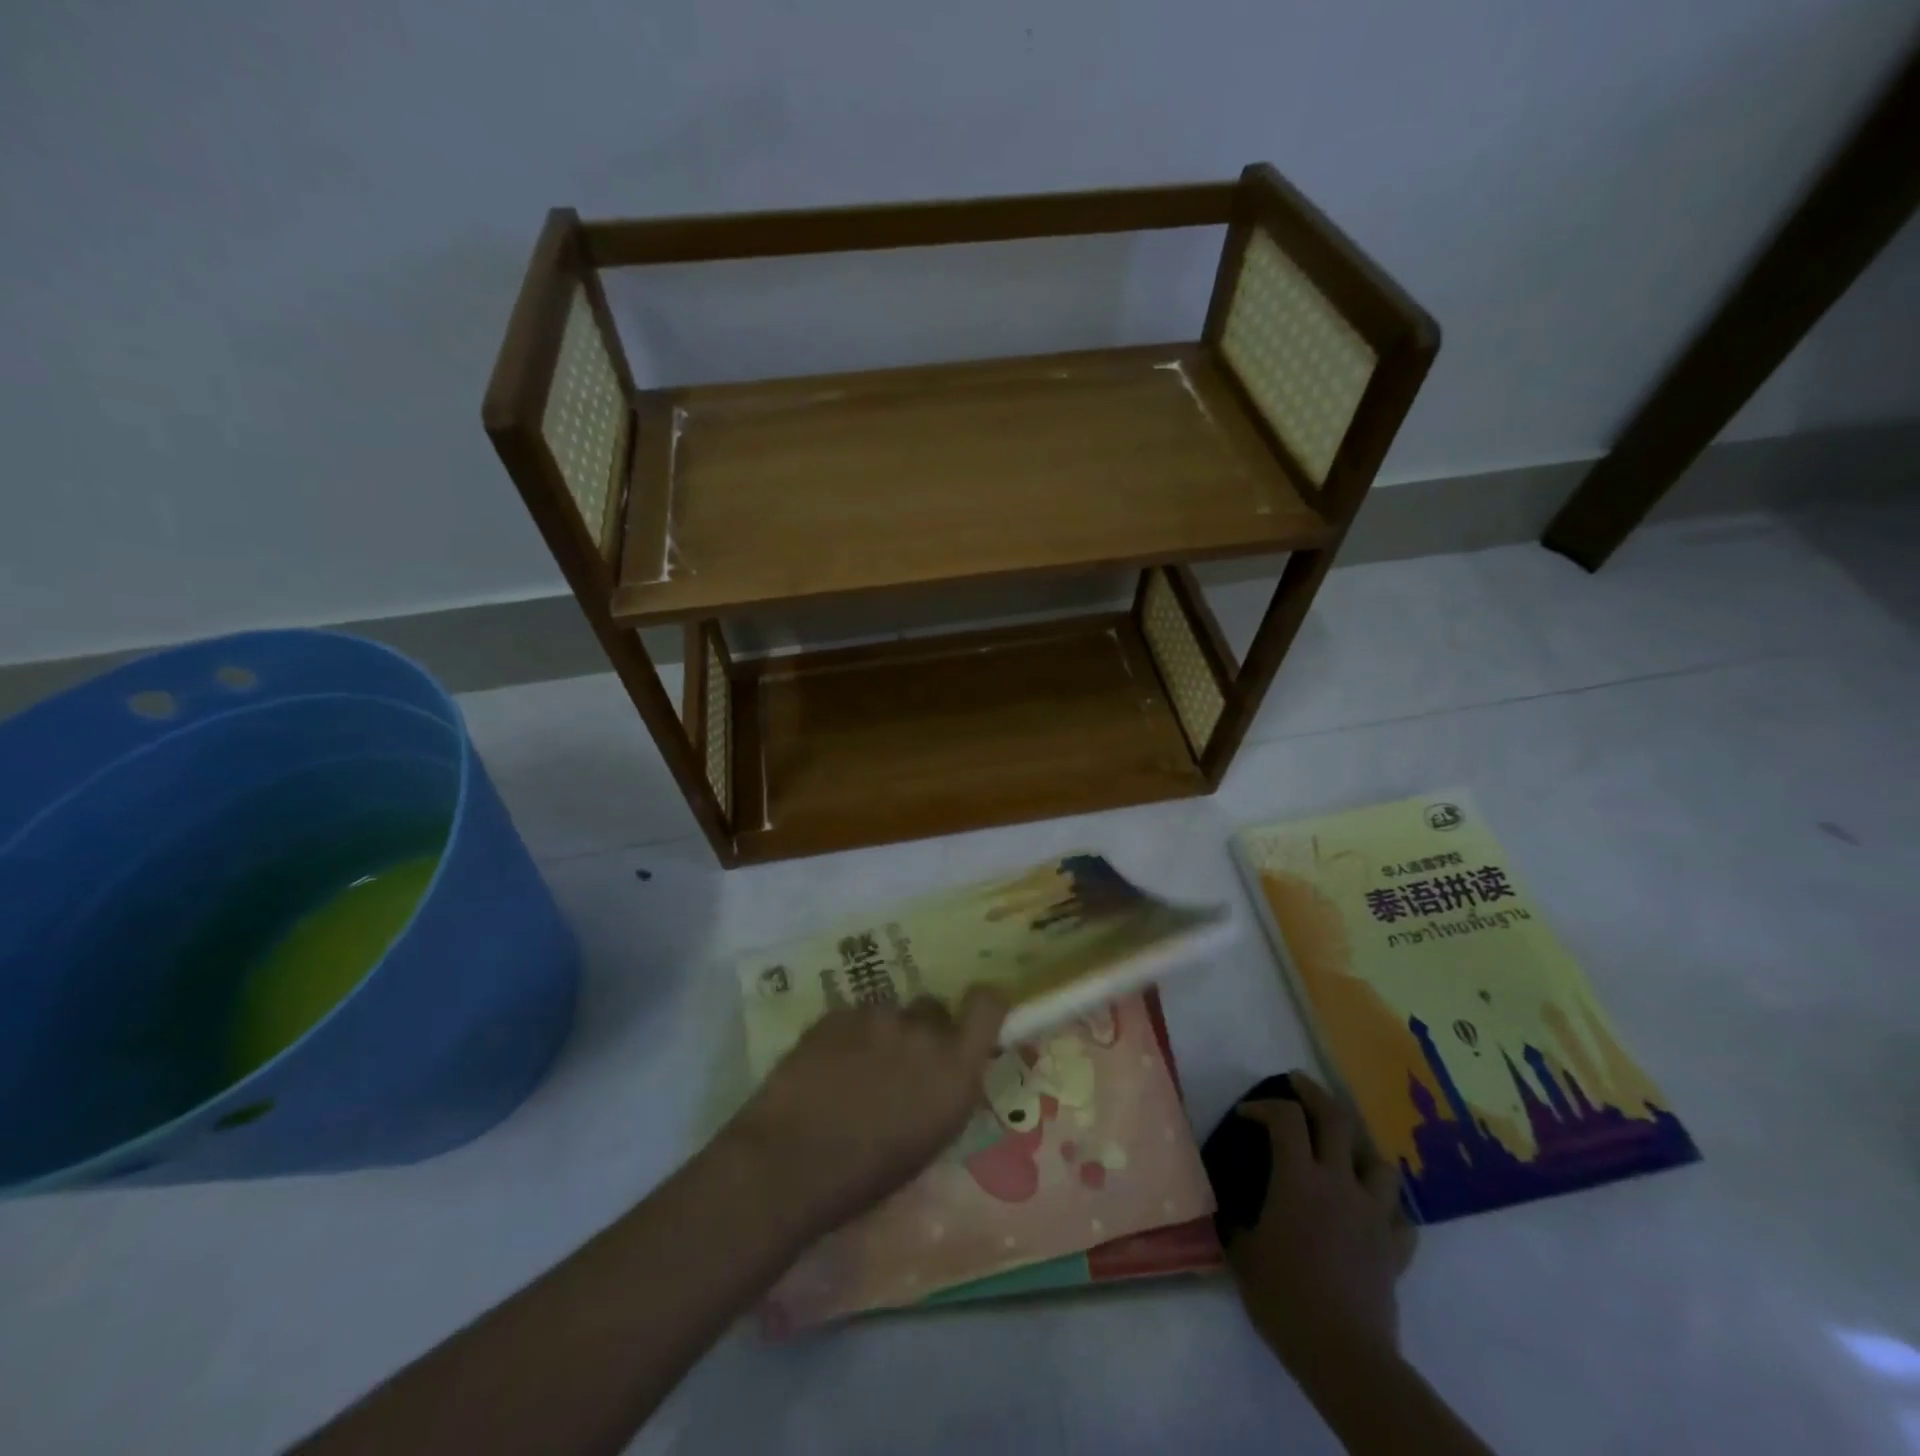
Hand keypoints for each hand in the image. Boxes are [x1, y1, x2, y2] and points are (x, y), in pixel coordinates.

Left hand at [726, 988, 1008, 1239]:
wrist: (790, 1163)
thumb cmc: (868, 1174)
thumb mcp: (931, 1138)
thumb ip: (948, 1089)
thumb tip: (949, 1069)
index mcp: (955, 1069)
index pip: (987, 1004)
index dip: (984, 1002)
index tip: (974, 1014)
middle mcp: (922, 1032)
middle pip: (933, 1008)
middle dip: (923, 1029)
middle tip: (899, 1063)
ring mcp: (876, 1017)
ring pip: (888, 1014)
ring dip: (880, 1035)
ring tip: (853, 1074)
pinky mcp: (836, 1013)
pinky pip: (852, 1018)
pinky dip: (845, 1038)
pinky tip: (825, 1070)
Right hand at [1226, 1072, 1415, 1377]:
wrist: (1344, 1356)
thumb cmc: (1284, 1298)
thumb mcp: (1242, 1253)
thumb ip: (1235, 1219)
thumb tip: (1226, 1205)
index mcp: (1299, 1179)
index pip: (1285, 1119)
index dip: (1264, 1106)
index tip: (1246, 1115)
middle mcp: (1339, 1184)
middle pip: (1337, 1120)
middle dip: (1315, 1094)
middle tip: (1298, 1083)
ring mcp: (1374, 1215)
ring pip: (1379, 1162)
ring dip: (1360, 1146)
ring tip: (1344, 1147)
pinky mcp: (1395, 1249)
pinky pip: (1401, 1216)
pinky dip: (1387, 1206)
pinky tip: (1373, 1209)